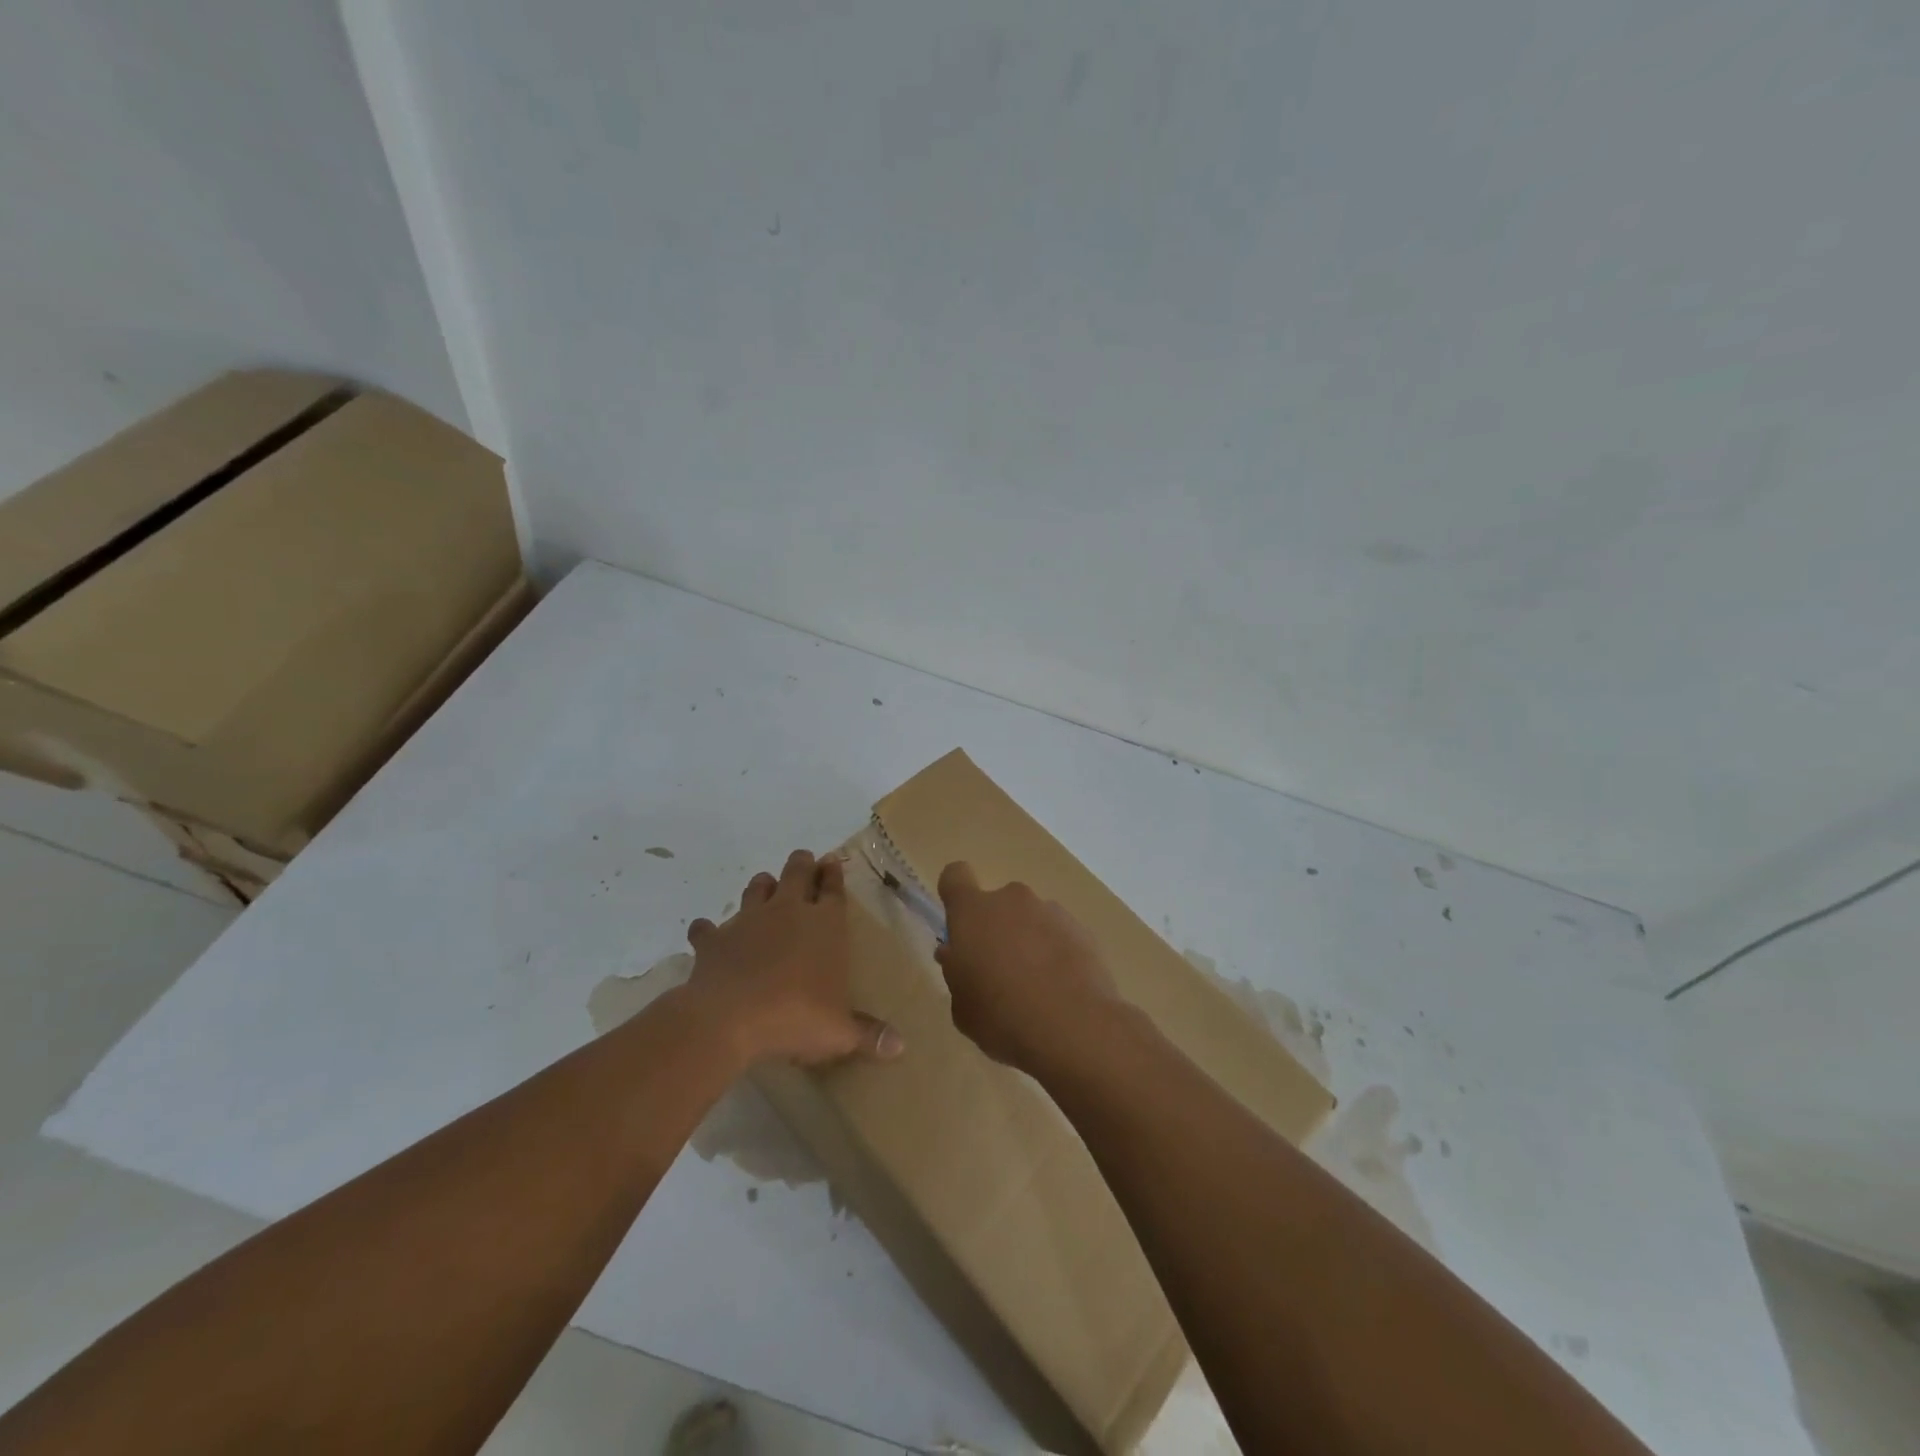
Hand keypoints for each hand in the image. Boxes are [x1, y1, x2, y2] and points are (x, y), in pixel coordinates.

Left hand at [686, 850, 902, 1066]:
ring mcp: (748, 920)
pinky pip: (708, 928)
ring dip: (762, 886)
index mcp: (825, 924)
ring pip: (757, 888)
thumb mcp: (840, 1032)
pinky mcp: (715, 939)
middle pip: (797, 872)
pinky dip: (709, 930)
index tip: (832, 862)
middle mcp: (788, 911)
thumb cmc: (796, 1016)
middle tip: (805, 860)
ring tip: (765, 886)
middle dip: (802, 864)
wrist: (730, 1018)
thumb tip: (901, 1046)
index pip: (833, 889)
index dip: (833, 874)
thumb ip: (869, 1034)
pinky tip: (707, 933)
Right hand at [934, 862, 1121, 1075]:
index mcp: (974, 912)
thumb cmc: (1002, 1018)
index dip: (955, 893)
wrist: (1075, 1028)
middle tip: (998, 973)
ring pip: (1031, 920)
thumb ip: (956, 973)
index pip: (955, 876)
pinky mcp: (1082, 930)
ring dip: (1028, 942)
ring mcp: (1051, 911)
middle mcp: (1012, 900)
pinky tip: (1061, 990)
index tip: (959, 925)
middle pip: (998, 904)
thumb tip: (956, 955)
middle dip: (996, 930)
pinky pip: (1059, 935)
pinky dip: (1057, 954)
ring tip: (1036, 988)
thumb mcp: (963, 1007)